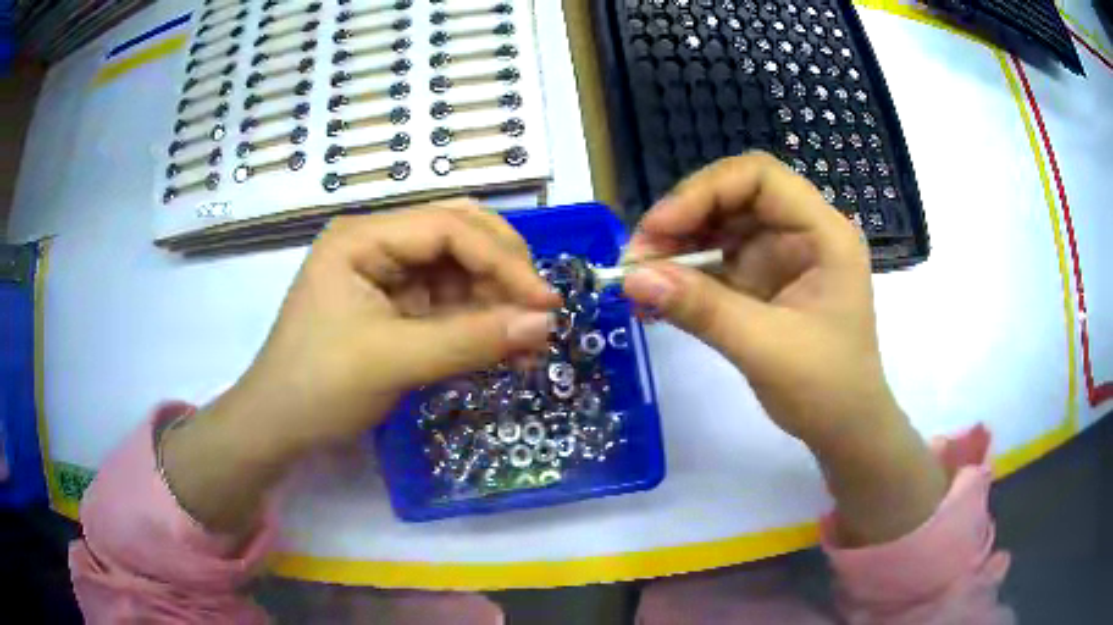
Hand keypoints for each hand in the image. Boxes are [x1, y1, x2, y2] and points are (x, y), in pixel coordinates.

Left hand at [162, 201, 558, 533]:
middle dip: (503, 272)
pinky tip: (507, 350)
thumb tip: (545, 324)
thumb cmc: (319, 387)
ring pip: (460, 272)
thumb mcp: (392, 361)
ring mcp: (387, 277)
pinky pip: (450, 305)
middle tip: (540, 312)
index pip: (448, 228)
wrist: (279, 428)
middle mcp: (377, 245)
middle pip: (458, 236)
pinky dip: (480, 325)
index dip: (503, 260)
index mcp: (362, 238)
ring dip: (497, 303)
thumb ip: (469, 340)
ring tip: (530, 342)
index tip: (546, 303)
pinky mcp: (396, 309)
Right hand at [623, 153, 945, 544]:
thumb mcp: (765, 348)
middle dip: (682, 220)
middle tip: (636, 258)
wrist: (844, 430)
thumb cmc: (826, 389)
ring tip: (637, 280)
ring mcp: (780, 256)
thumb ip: (702, 309)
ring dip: (675, 247)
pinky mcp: (762, 281)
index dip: (704, 191)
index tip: (658, 228)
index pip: (760, 177)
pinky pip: (716, 263)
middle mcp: (801, 232)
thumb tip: (630, 278)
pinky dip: (683, 276)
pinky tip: (655, 298)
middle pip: (733, 197)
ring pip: (719, 227)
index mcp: (822, 233)